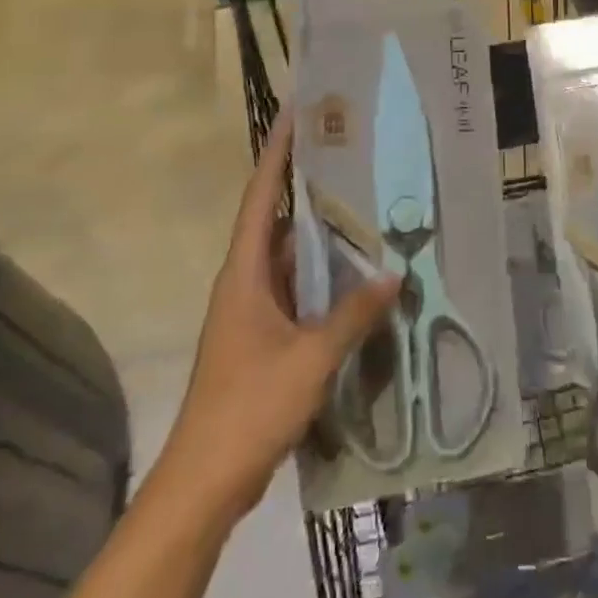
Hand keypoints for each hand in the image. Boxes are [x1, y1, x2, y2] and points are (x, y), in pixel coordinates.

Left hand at [171, 111, 400, 511]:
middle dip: (308, 187)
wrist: (205, 482)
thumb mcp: (311, 358)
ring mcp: (253, 311)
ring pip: (290, 258)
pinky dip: (323, 277)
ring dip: (321, 236)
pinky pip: (297, 290)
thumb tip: (393, 274)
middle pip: (277, 220)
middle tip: (351, 157)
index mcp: (244, 273)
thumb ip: (352, 315)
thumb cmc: (249, 407)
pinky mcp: (264, 336)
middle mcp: (245, 281)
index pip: (260, 197)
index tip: (297, 114)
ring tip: (365, 207)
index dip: (277, 154)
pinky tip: (357, 275)